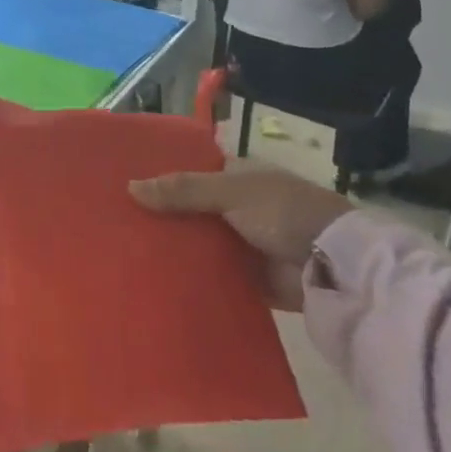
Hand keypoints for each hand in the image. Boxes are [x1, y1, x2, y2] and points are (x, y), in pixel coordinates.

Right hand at [130, 163, 351, 309]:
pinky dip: (192, 276)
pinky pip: (212, 275)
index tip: (127, 182)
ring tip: (126, 252)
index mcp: (238, 177)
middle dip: (163, 215)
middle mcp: (238, 207)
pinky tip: (157, 280)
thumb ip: (183, 190)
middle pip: (191, 208)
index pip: (192, 171)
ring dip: (174, 247)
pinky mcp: (247, 279)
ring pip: (199, 242)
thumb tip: (130, 187)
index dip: (163, 175)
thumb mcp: (231, 192)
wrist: (332, 265)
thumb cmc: (283, 212)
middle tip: (117, 222)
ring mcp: (243, 244)